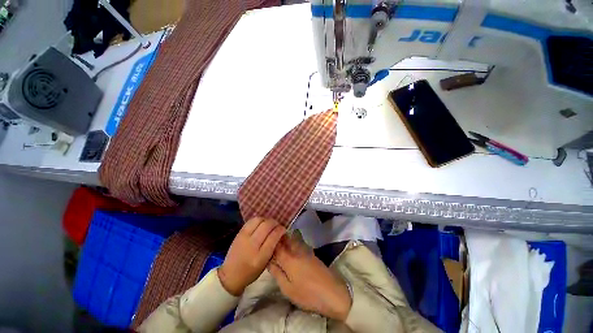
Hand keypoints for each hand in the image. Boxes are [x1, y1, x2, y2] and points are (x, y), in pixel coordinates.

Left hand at [218, 217, 284, 295]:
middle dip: (275, 223)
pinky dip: (259, 220)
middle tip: (277, 226)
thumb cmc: (251, 272)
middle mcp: (252, 245)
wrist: (230, 275)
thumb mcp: (265, 264)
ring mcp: (244, 237)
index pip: (274, 237)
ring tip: (269, 224)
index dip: (281, 230)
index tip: (283, 229)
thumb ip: (273, 248)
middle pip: (267, 226)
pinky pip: (251, 221)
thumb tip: (280, 234)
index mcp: (260, 257)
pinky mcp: (239, 233)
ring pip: (259, 220)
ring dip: (267, 220)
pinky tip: (261, 223)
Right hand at [268, 236, 351, 320]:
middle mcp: (296, 250)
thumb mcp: (288, 289)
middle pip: (284, 239)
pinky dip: (292, 242)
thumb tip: (269, 262)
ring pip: (292, 239)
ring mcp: (305, 250)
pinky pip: (298, 243)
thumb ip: (277, 273)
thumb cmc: (307, 294)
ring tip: (278, 243)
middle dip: (277, 238)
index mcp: (288, 259)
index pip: (276, 246)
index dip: (270, 243)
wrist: (332, 292)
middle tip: (270, 241)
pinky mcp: (311, 253)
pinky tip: (290, 247)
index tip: (265, 243)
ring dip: (284, 239)